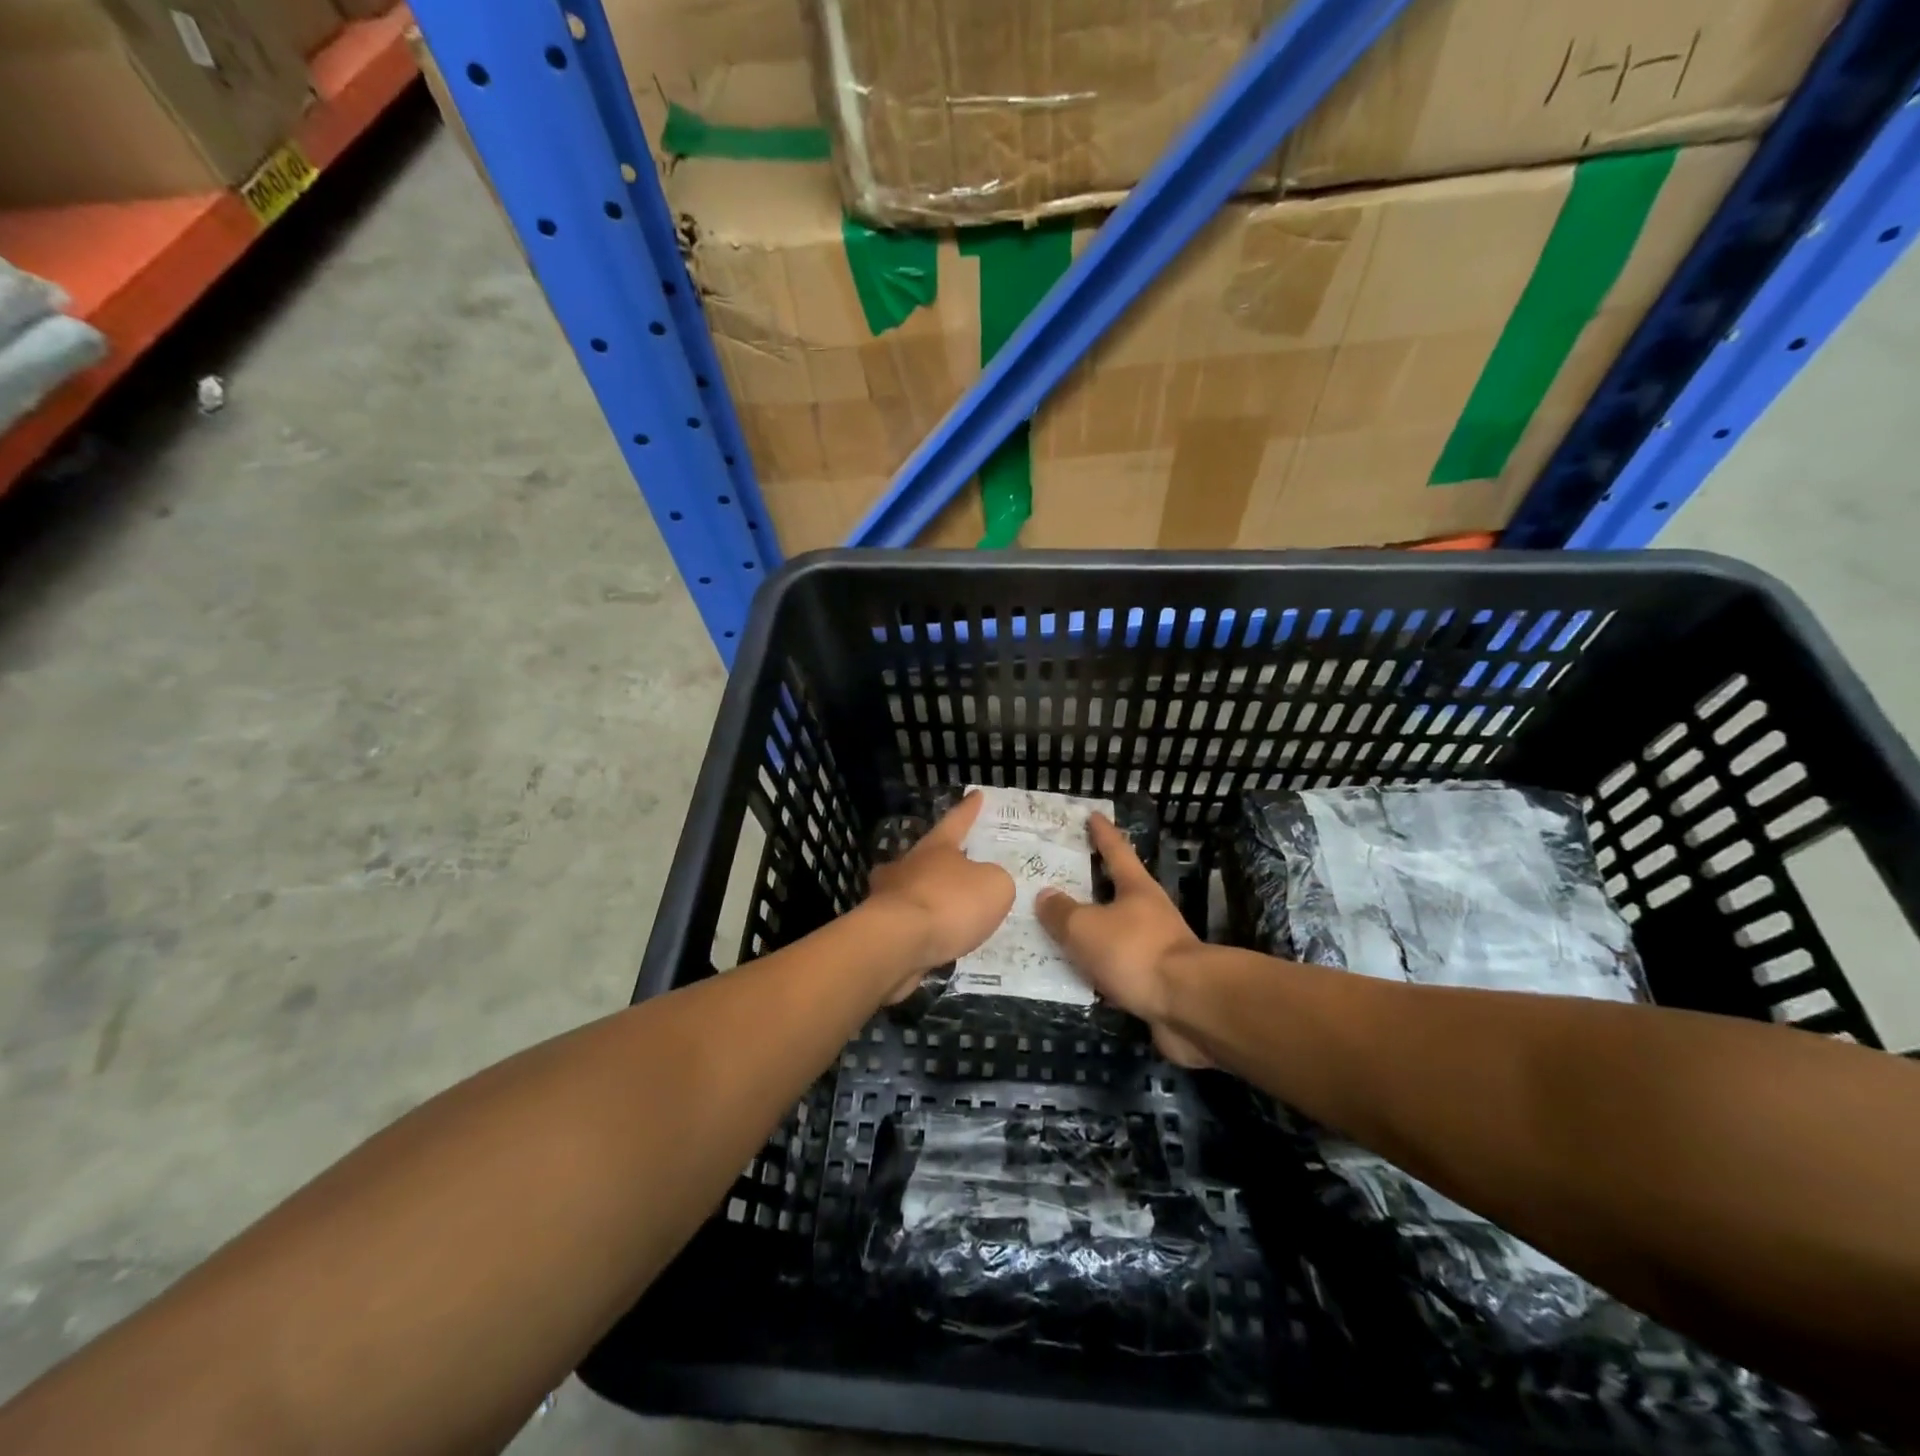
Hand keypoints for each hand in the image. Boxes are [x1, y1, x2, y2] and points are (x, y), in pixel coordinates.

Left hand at [863, 792, 1014, 1001]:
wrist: (897, 943)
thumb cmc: (949, 904)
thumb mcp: (994, 886)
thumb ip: (994, 879)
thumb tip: (984, 881)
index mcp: (937, 847)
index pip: (957, 821)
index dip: (969, 809)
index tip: (976, 794)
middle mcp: (909, 864)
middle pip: (926, 854)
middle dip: (940, 857)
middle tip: (956, 860)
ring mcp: (888, 895)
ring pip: (911, 887)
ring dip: (927, 893)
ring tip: (947, 907)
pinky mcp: (880, 927)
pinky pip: (908, 921)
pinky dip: (922, 926)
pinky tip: (936, 939)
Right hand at [1035, 814, 1211, 1066]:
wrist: (1187, 1005)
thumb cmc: (1134, 951)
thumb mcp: (1085, 927)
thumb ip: (1061, 912)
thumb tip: (1046, 896)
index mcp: (1137, 888)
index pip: (1116, 851)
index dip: (1103, 833)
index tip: (1094, 815)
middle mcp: (1150, 913)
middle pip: (1118, 892)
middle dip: (1093, 886)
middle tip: (1062, 880)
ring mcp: (1157, 948)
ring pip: (1117, 933)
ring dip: (1094, 933)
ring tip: (1060, 934)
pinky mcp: (1157, 982)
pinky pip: (1119, 968)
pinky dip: (1099, 969)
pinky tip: (1078, 977)